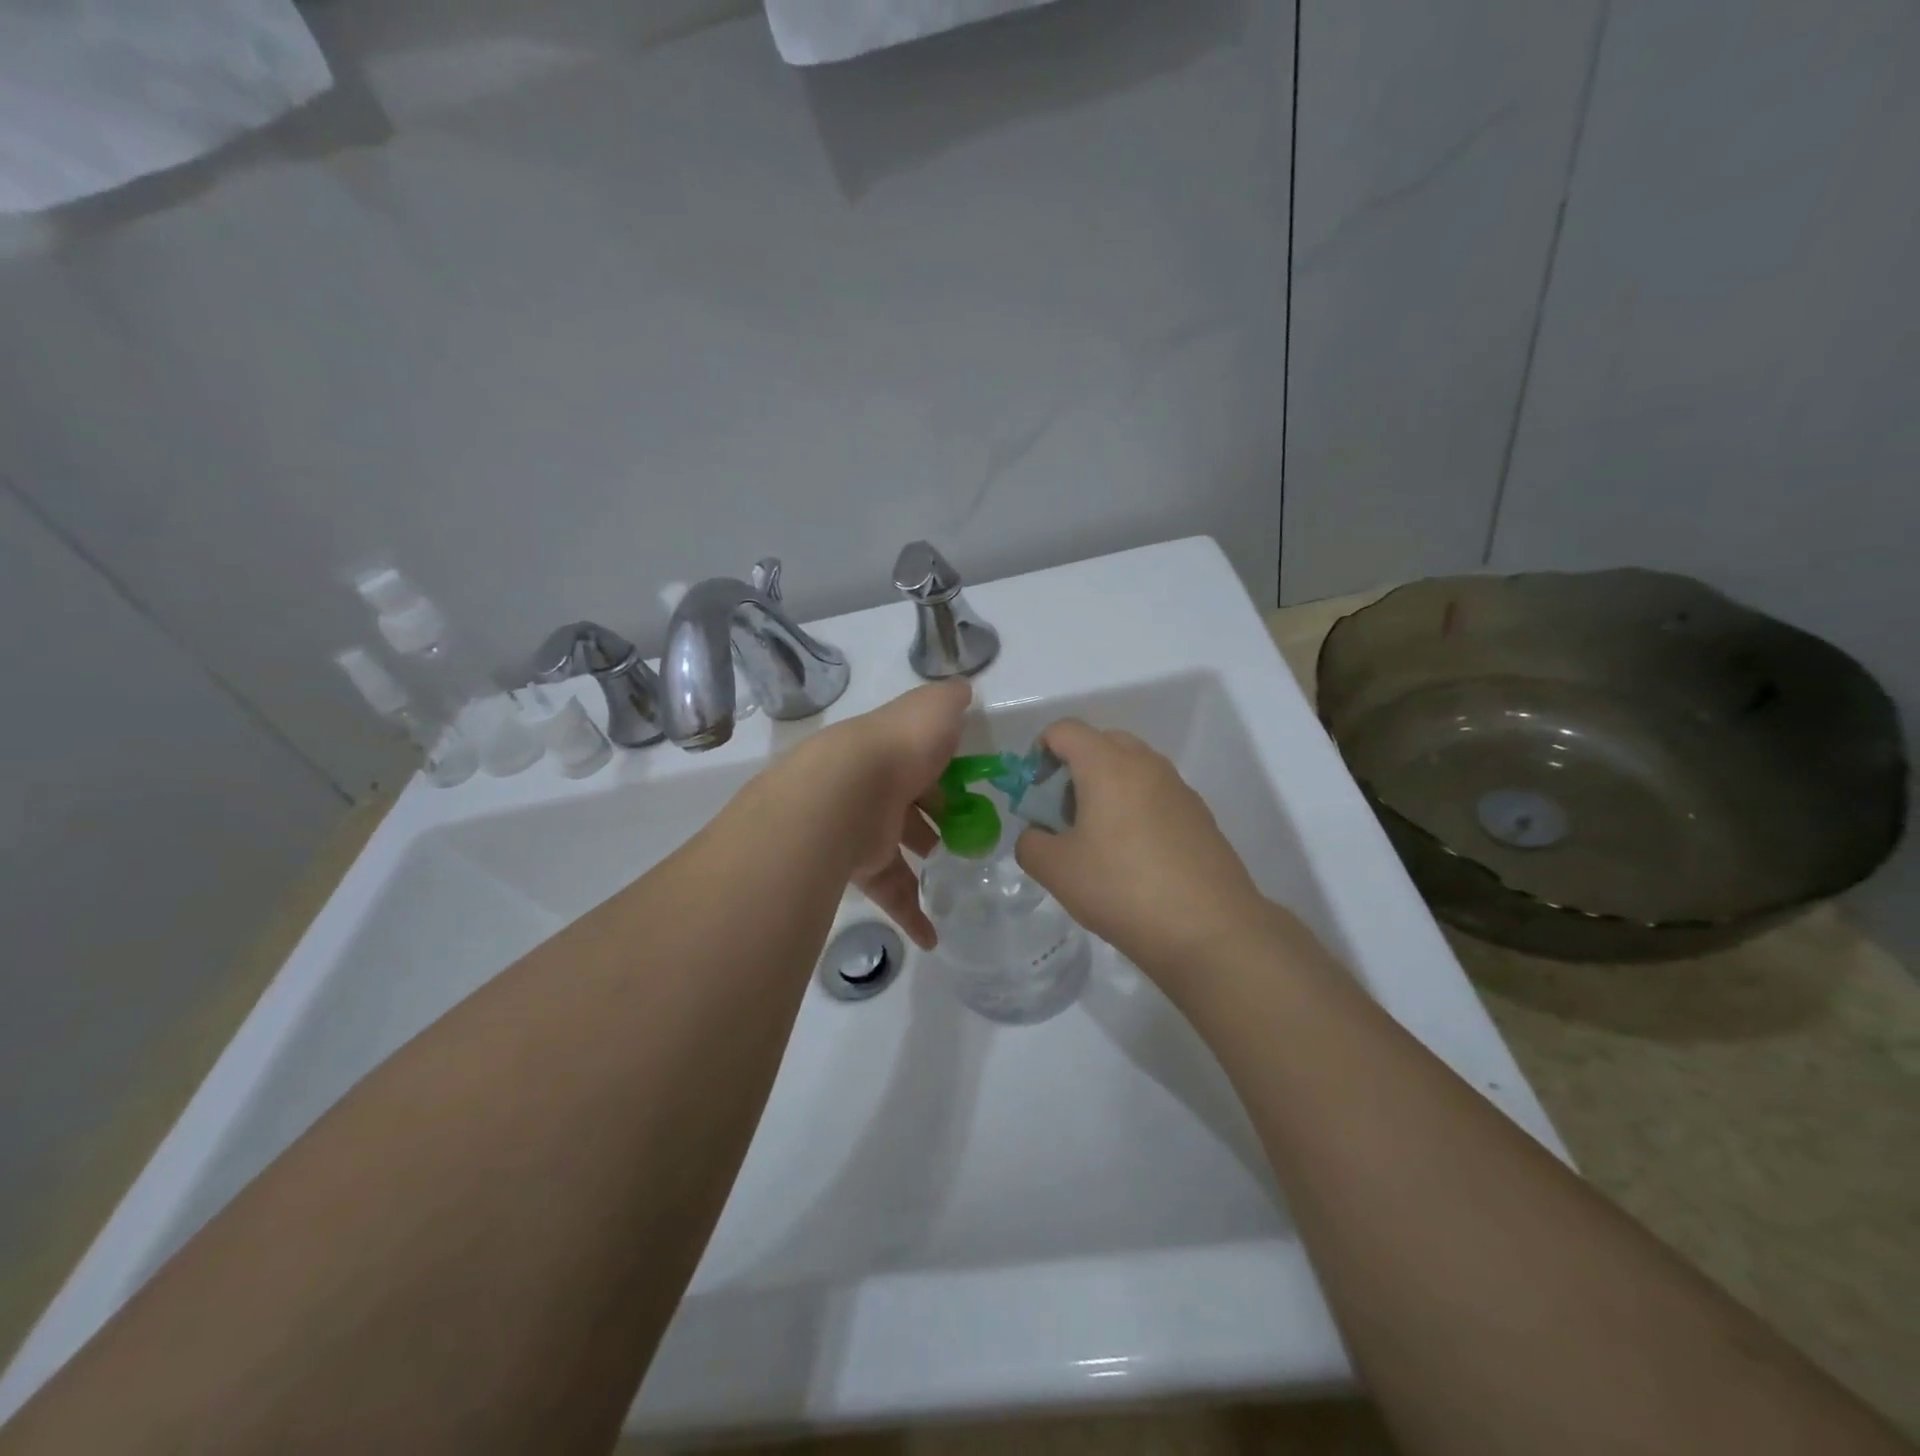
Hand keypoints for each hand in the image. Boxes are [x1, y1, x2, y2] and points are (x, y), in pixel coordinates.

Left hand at [783, 680, 969, 947]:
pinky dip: (910, 915)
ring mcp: (860, 827)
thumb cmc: (897, 749)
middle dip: (934, 820)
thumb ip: (949, 700)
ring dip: (923, 864)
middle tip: (965, 837)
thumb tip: (963, 689)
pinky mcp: (856, 866)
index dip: (946, 773)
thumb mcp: (932, 711)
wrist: (840, 794)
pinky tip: (932, 939)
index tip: (972, 790)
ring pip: (896, 850)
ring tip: (953, 881)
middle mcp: (871, 786)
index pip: (919, 759)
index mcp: (889, 750)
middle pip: (907, 806)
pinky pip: (888, 893)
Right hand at [1014, 720, 1273, 983]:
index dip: (1039, 754)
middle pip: (1100, 743)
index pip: (1064, 730)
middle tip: (1064, 816)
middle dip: (1074, 770)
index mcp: (1107, 765)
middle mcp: (1146, 764)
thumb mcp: (1056, 870)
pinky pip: (1156, 795)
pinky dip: (1136, 809)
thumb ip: (1030, 843)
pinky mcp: (1199, 815)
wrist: (1210, 930)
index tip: (1036, 795)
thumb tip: (1039, 835)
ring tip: (1099, 841)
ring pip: (1131, 769)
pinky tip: (1135, 858)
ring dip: (1106, 789)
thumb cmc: (1122, 889)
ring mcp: (1178, 788)